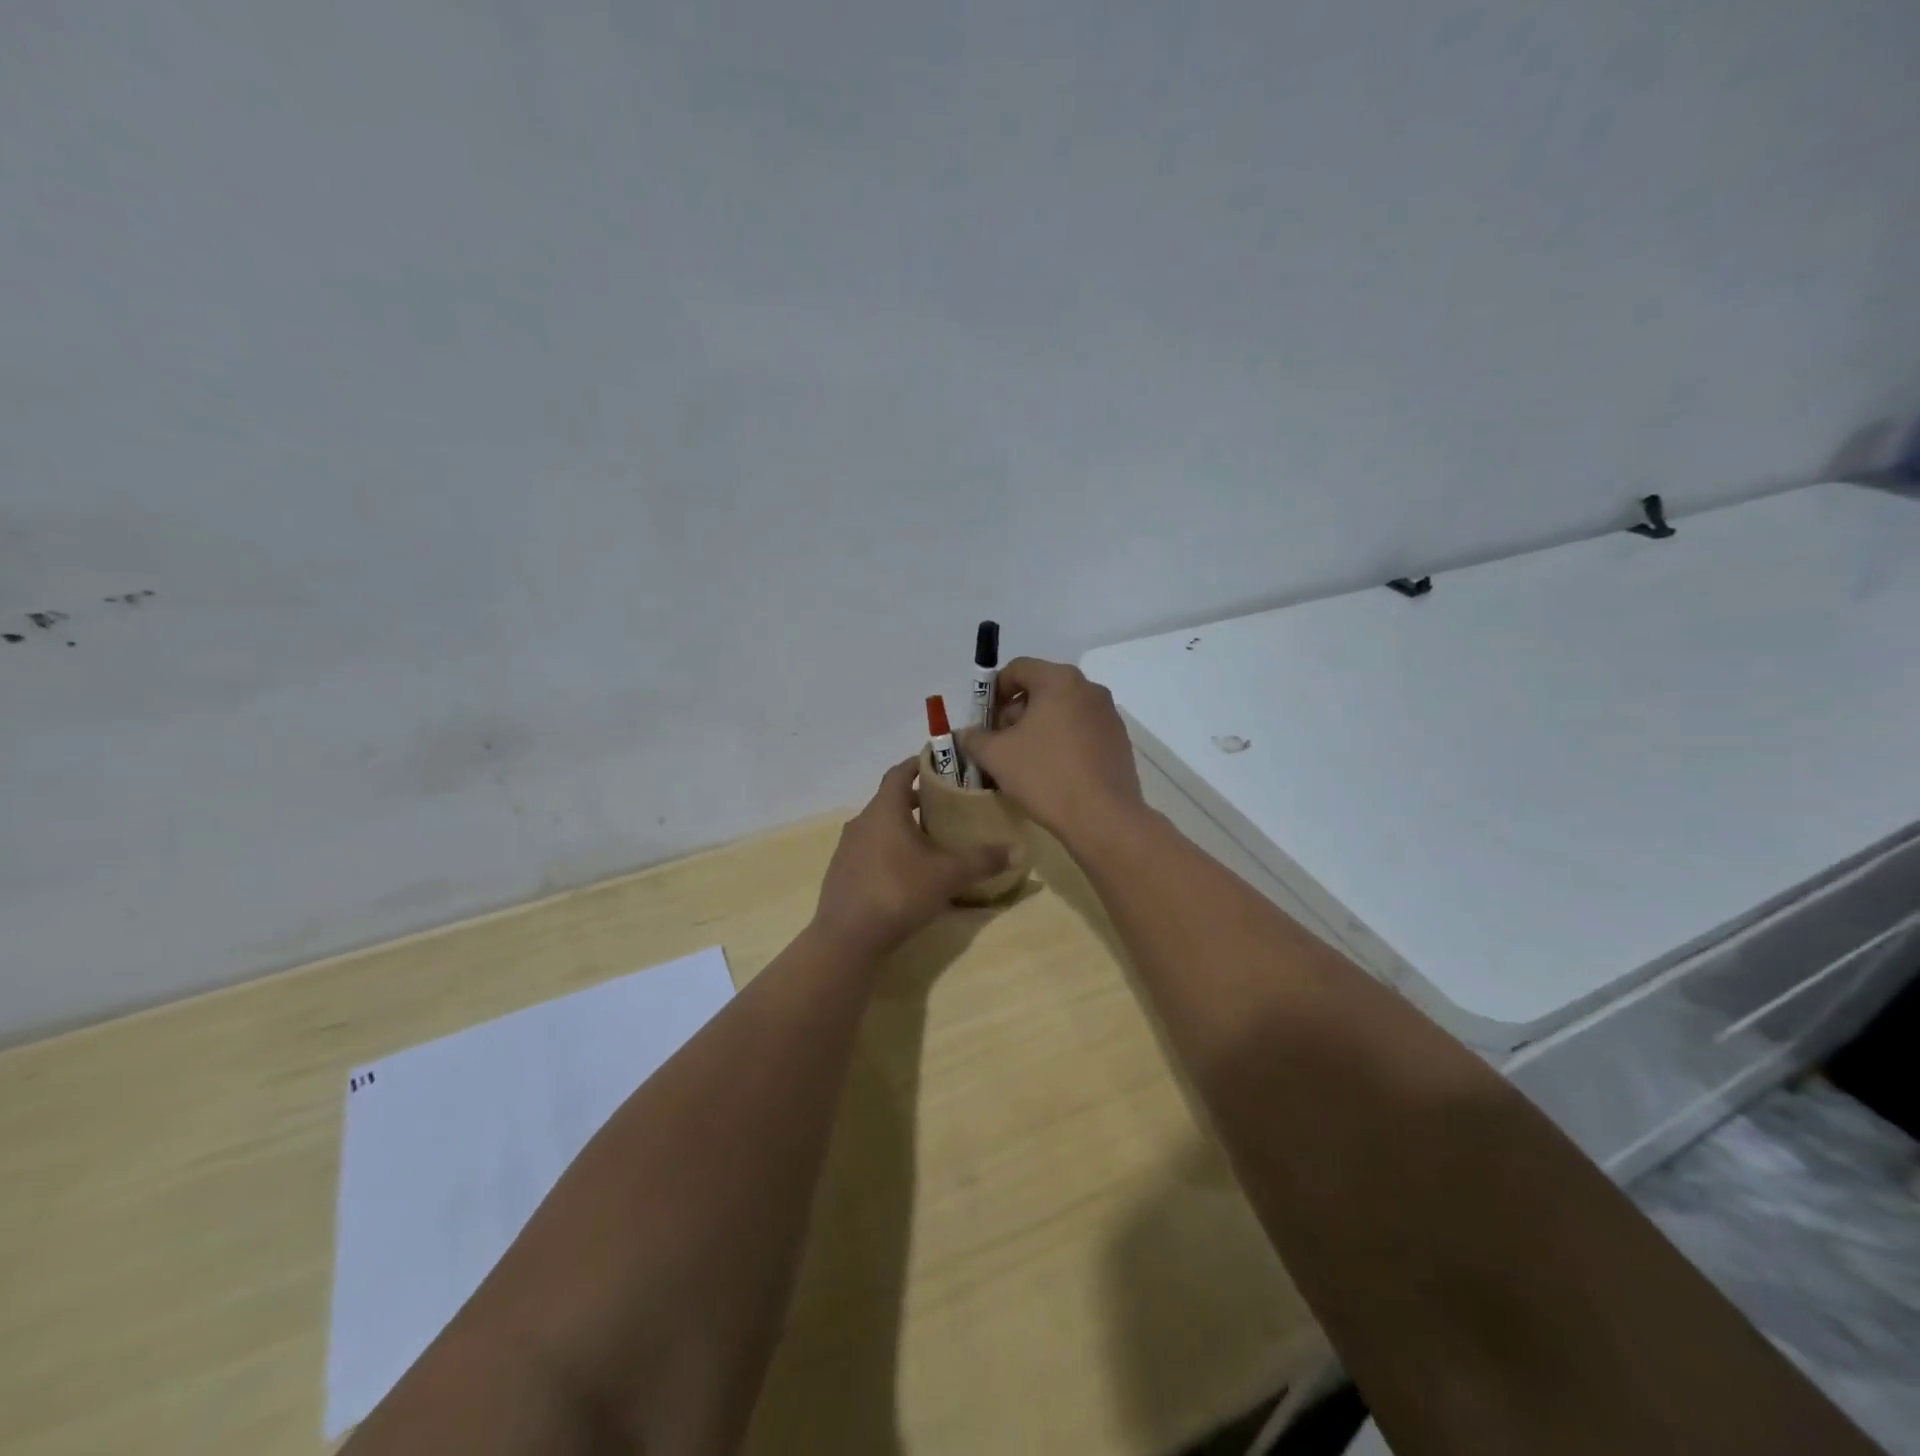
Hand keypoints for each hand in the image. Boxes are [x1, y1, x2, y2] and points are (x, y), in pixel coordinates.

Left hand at [813, 758, 1009, 954]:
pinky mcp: (842, 874)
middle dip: (917, 801)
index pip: (900, 772)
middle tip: (947, 807)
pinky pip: (870, 851)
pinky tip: (908, 874)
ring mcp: (847, 849)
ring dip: (903, 828)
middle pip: (891, 801)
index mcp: (884, 810)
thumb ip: (983, 860)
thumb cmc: (898, 892)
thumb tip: (1019, 850)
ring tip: (931, 842)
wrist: (847, 938)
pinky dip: (889, 852)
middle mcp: (862, 822)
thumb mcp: (948, 875)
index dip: (919, 764)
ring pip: (879, 828)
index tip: (940, 764)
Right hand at [955, 658, 1144, 843]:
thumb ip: (974, 738)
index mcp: (1059, 680)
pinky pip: (1081, 731)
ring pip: (1062, 711)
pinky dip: (1062, 742)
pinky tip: (1052, 772)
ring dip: (1038, 728)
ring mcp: (1108, 715)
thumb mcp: (996, 756)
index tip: (984, 721)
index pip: (1018, 668)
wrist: (1103, 818)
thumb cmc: (1045, 776)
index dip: (993, 691)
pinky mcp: (1119, 741)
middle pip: (1041, 689)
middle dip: (1015, 712)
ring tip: (1024, 761)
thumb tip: (967, 734)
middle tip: (1000, 743)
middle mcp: (1089, 688)